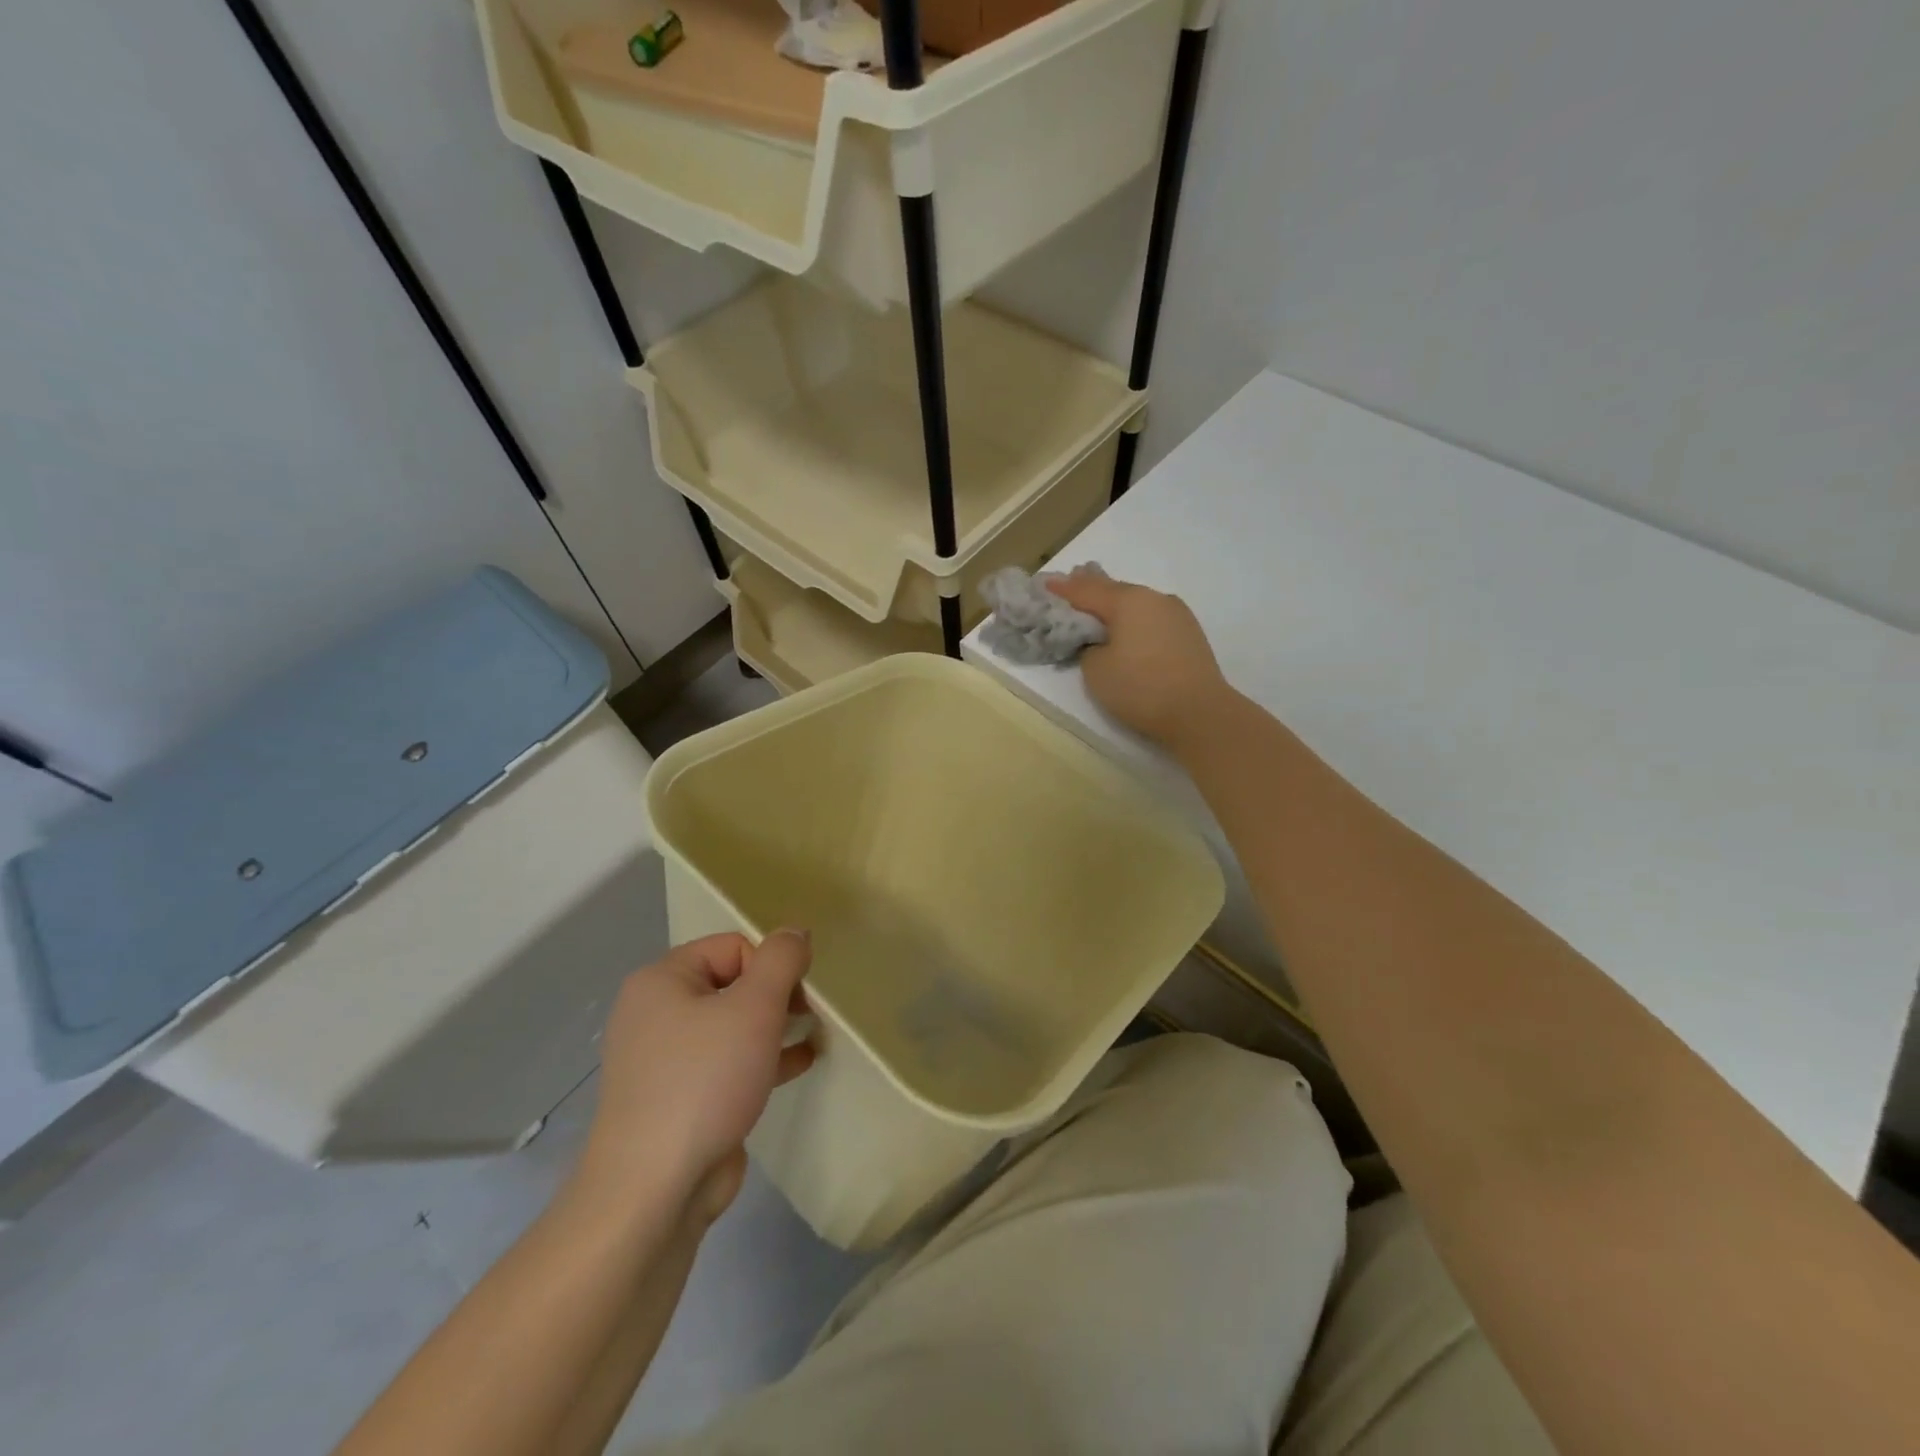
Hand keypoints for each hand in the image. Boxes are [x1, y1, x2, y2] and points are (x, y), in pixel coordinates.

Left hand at [575, 931, 815, 1226]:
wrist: (655, 1190)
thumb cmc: (704, 1080)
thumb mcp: (755, 1006)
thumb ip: (782, 959)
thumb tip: (796, 933)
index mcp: (662, 980)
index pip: (732, 947)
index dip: (770, 967)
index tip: (795, 998)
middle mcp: (657, 1013)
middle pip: (733, 983)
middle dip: (777, 996)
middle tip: (807, 1017)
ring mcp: (666, 1060)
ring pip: (733, 1026)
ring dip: (776, 1027)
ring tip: (813, 1034)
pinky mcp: (681, 1098)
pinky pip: (728, 1063)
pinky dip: (763, 1059)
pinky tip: (800, 1063)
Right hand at [1045, 568, 1232, 750]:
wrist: (1200, 713)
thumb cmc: (1141, 688)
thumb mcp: (1096, 670)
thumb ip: (1089, 647)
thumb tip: (1100, 641)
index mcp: (1128, 601)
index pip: (1085, 590)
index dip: (1062, 588)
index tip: (1044, 583)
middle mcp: (1153, 598)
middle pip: (1113, 589)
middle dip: (1088, 589)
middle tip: (1068, 586)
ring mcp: (1176, 614)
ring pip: (1135, 602)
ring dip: (1113, 604)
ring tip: (1095, 607)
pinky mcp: (1188, 632)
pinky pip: (1150, 617)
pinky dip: (1133, 619)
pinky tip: (1126, 627)